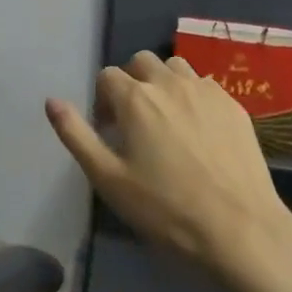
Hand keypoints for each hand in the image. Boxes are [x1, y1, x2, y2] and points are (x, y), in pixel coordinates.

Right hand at [46, 50, 291, 289]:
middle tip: (135, 121)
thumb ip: (76, 135)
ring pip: (175, 67)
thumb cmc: (166, 208)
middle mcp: (170, 83)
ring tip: (167, 119)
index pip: (108, 76)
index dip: (103, 100)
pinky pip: (205, 85)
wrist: (239, 229)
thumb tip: (52, 101)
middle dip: (131, 82)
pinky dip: (193, 96)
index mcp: (135, 98)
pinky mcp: (234, 105)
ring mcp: (206, 91)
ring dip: (163, 83)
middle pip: (141, 62)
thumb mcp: (108, 178)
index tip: (109, 130)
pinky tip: (198, 130)